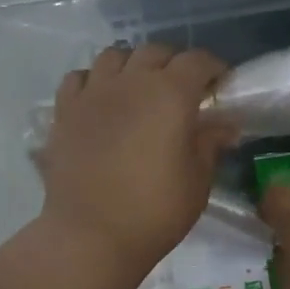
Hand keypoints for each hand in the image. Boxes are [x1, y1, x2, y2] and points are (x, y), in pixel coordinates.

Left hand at [37, 43, 232, 282]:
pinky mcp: (64, 111)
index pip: (197, 61)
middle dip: (174, 64)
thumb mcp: (197, 181)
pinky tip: (102, 100)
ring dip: (133, 66)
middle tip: (183, 90)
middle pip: (155, 53)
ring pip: (114, 56)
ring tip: (140, 89)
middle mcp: (131, 82)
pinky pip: (80, 78)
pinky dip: (95, 81)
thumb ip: (210, 144)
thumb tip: (225, 126)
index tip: (220, 85)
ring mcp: (93, 93)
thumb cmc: (155, 211)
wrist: (91, 236)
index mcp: (170, 94)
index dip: (213, 68)